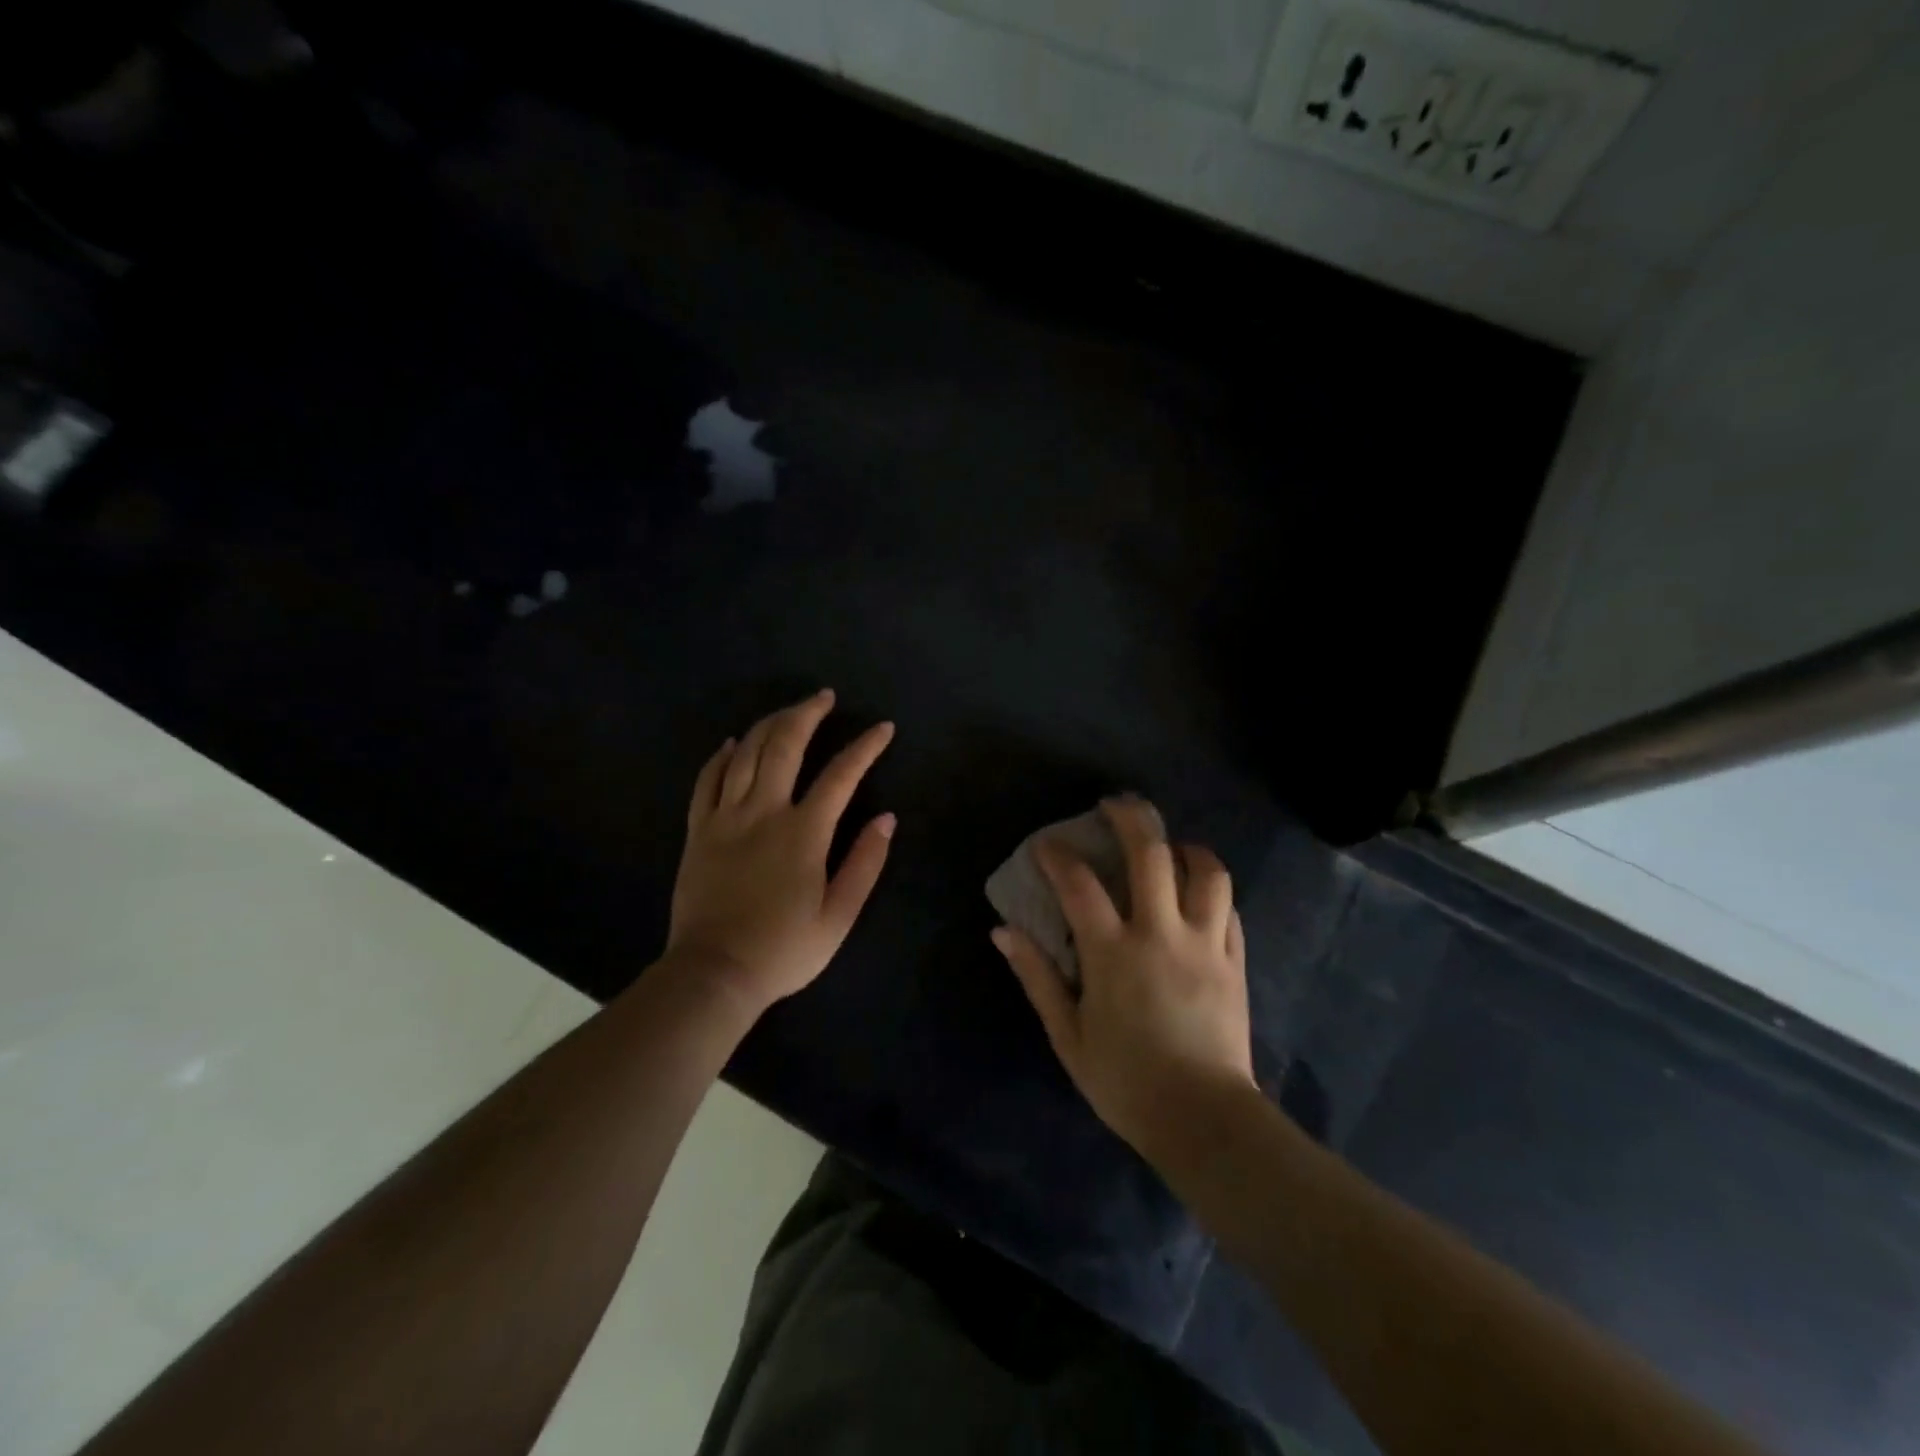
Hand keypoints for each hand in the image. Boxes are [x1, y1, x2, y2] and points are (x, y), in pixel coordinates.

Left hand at [668, 689, 895, 1014]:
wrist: (714, 974)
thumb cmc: (783, 950)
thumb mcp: (838, 917)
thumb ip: (865, 863)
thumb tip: (887, 819)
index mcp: (804, 832)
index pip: (841, 775)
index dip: (865, 747)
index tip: (883, 728)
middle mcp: (764, 812)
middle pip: (785, 745)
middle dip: (808, 713)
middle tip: (825, 697)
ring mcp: (725, 818)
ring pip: (746, 753)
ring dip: (769, 724)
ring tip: (789, 711)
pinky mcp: (698, 830)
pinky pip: (707, 780)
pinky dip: (722, 755)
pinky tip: (734, 742)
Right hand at [993, 796, 1254, 1161]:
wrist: (1203, 1120)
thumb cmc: (1126, 1081)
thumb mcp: (1067, 1035)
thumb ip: (1037, 977)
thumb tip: (1003, 932)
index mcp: (1113, 952)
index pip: (1079, 884)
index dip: (1057, 855)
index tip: (1046, 844)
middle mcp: (1160, 933)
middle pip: (1150, 854)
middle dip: (1130, 818)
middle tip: (1116, 804)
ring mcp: (1204, 944)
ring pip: (1205, 872)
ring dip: (1185, 847)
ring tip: (1171, 845)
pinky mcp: (1234, 961)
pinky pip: (1229, 908)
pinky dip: (1212, 889)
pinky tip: (1200, 892)